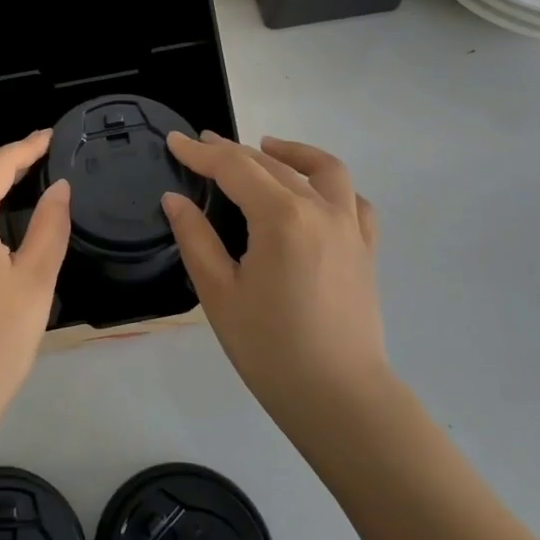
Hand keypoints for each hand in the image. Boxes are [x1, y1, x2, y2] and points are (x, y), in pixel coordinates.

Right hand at [161, 133, 386, 423]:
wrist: (340, 399)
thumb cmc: (270, 349)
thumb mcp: (219, 293)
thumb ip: (195, 238)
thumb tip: (174, 199)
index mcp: (281, 217)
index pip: (234, 168)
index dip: (200, 153)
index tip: (175, 140)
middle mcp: (320, 209)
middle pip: (271, 164)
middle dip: (232, 151)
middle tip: (202, 147)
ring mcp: (350, 227)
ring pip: (322, 169)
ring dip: (291, 152)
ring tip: (266, 147)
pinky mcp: (365, 248)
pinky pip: (353, 200)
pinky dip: (331, 185)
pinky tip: (313, 192)